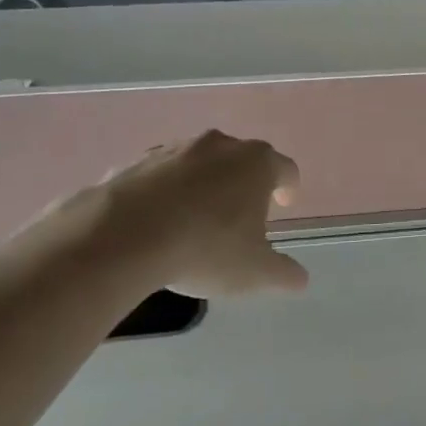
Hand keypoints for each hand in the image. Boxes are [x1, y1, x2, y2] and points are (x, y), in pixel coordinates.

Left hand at [36, 130, 306, 298]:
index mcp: (257, 164)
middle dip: (244, 183)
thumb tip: (300, 280)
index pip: (285, 169)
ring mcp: (176, 148)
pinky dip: (164, 191)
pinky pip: (160, 174)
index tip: (285, 203)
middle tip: (242, 214)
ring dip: (203, 184)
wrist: (124, 235)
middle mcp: (220, 145)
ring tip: (196, 218)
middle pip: (242, 160)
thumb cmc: (205, 248)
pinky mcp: (137, 161)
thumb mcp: (254, 272)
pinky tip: (156, 220)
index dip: (289, 187)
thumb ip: (283, 273)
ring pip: (199, 163)